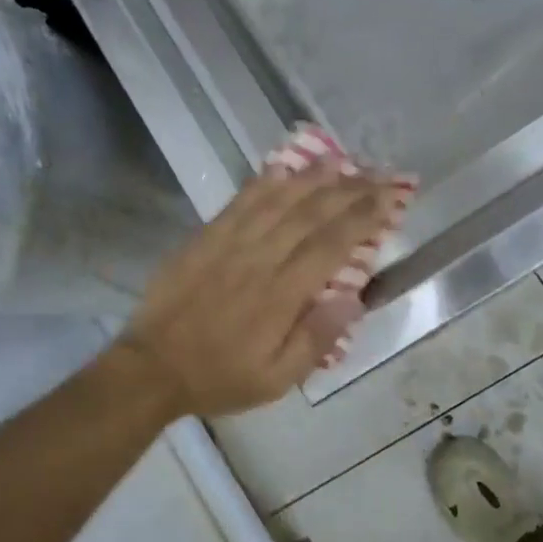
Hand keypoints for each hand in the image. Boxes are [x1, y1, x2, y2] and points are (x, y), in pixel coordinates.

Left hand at [119, 163, 403, 418]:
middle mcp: (259, 259)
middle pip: (311, 213)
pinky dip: (264, 182)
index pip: (331, 244)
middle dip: (350, 190)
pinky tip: (283, 168)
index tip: (390, 199)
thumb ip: (316, 340)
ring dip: (313, 177)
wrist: (153, 367)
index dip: (364, 217)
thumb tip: (353, 299)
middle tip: (379, 174)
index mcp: (281, 295)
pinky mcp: (205, 238)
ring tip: (343, 161)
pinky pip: (240, 202)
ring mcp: (228, 243)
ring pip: (278, 199)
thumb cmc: (220, 377)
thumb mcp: (275, 380)